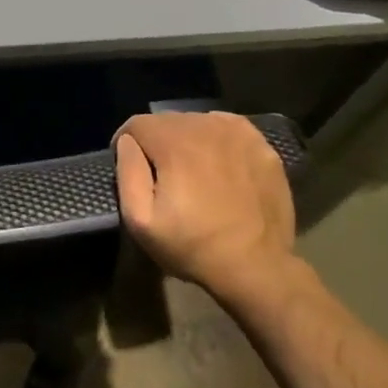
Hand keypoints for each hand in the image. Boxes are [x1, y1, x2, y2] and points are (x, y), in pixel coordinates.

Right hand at [114, 112, 299, 304]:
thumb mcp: (141, 221)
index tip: (131, 169)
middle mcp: (206, 127)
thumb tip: (126, 142)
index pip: (137, 124)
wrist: (256, 267)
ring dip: (187, 139)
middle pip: (167, 120)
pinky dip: (216, 139)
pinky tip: (218, 164)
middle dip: (157, 142)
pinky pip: (227, 128)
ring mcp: (238, 134)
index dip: (125, 143)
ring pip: (198, 122)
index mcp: (174, 143)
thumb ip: (128, 173)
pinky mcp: (262, 145)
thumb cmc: (192, 246)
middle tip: (161, 174)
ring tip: (190, 170)